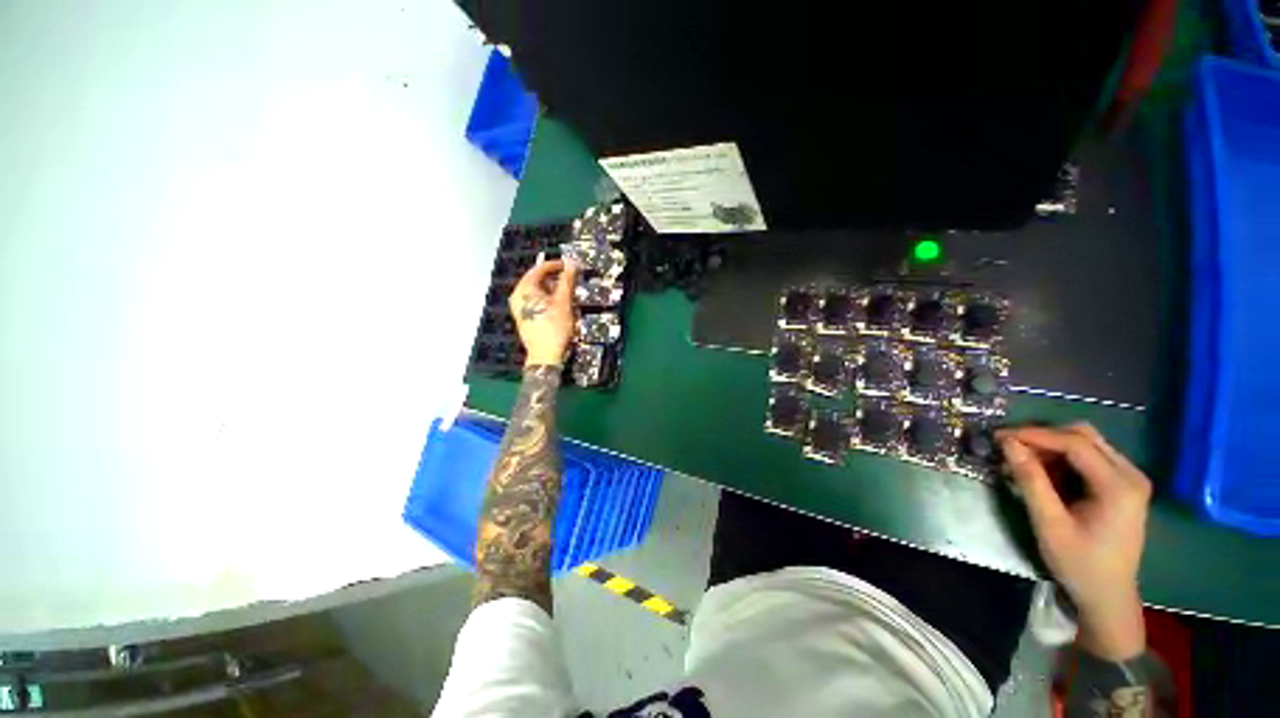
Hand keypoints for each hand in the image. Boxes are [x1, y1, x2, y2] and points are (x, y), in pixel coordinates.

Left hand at [510, 259, 577, 366]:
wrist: (545, 356)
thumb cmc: (554, 328)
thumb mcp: (564, 302)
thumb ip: (567, 281)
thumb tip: (572, 263)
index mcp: (524, 289)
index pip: (539, 268)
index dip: (556, 265)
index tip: (570, 266)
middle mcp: (517, 296)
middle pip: (536, 279)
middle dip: (554, 277)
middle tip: (570, 278)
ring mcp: (519, 307)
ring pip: (536, 290)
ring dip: (552, 288)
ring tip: (567, 291)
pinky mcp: (523, 317)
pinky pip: (535, 300)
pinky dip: (547, 298)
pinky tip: (559, 303)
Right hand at [998, 424, 1151, 660]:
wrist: (1108, 596)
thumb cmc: (1079, 564)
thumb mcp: (1049, 524)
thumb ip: (1030, 481)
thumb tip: (1007, 444)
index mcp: (1119, 486)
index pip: (1075, 443)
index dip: (1035, 435)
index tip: (999, 436)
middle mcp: (1130, 475)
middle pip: (1084, 436)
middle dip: (1043, 437)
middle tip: (1010, 448)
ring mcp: (1130, 479)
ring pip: (1086, 443)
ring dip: (1052, 447)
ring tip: (1023, 462)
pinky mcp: (1123, 485)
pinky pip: (1090, 457)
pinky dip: (1063, 458)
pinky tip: (1044, 473)